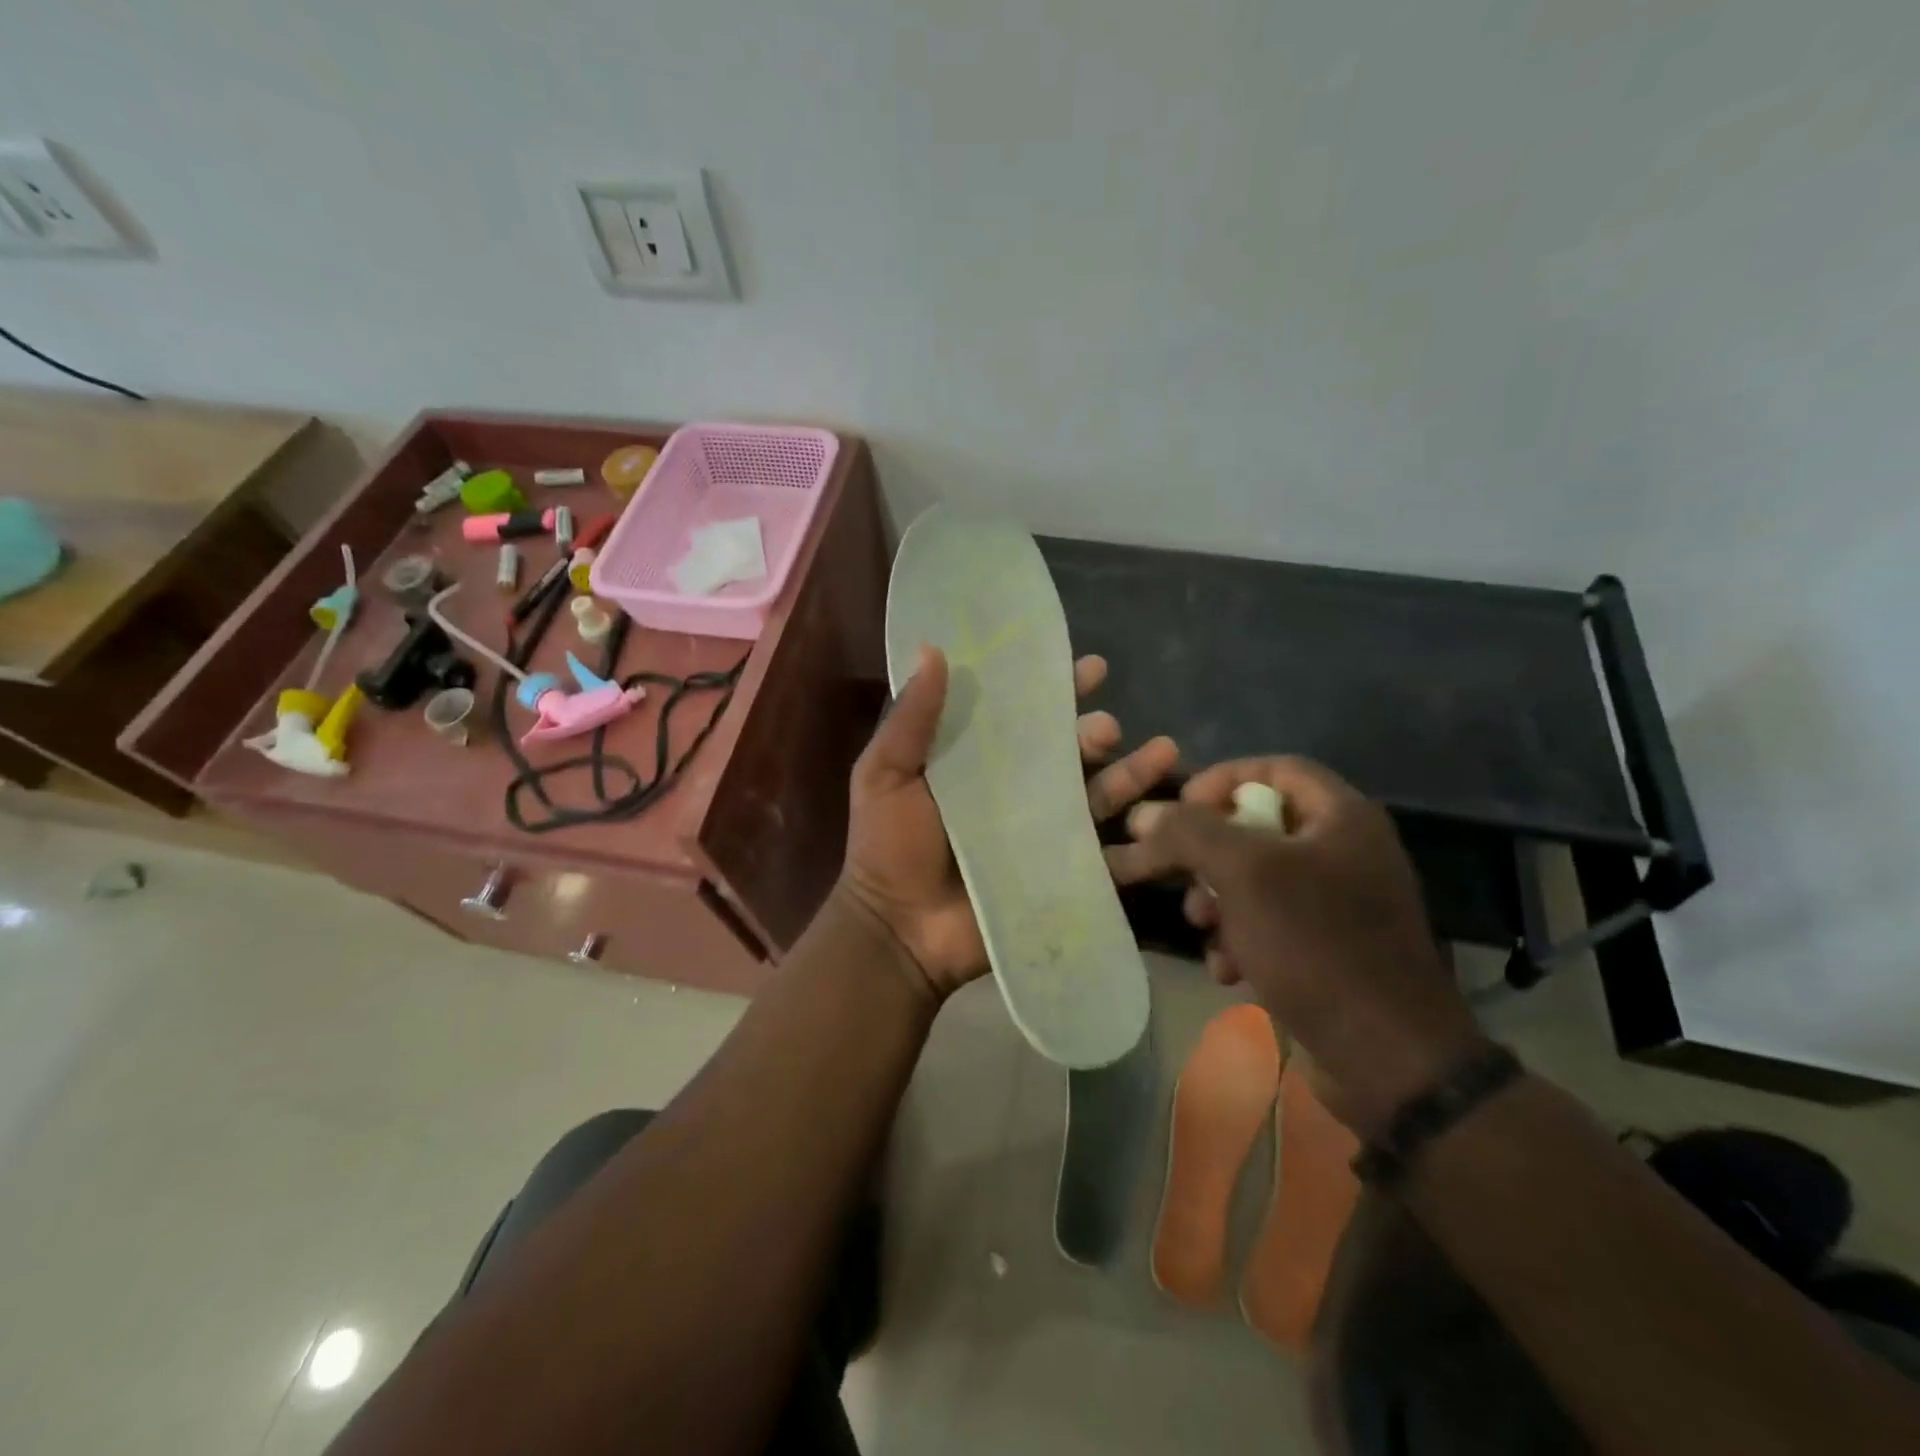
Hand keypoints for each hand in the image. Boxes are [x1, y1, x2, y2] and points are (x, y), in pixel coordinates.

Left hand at [840, 645, 1180, 1000]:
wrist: (899, 932)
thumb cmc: (887, 848)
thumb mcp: (885, 775)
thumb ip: (911, 720)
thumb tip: (933, 651)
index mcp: (980, 762)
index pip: (1025, 714)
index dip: (1056, 688)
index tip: (1089, 668)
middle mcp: (1019, 790)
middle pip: (1069, 751)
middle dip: (1095, 732)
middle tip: (1105, 726)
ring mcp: (1044, 833)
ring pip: (1098, 794)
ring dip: (1131, 772)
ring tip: (1159, 751)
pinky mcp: (1062, 873)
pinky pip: (1108, 853)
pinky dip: (1140, 837)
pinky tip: (1166, 818)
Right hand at [1107, 756, 1480, 1135]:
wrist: (1385, 1059)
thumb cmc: (1316, 945)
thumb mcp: (1244, 875)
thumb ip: (1189, 832)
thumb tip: (1144, 813)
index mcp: (1342, 817)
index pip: (1274, 768)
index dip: (1221, 779)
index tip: (1177, 809)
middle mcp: (1344, 851)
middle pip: (1257, 826)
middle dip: (1208, 853)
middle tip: (1178, 875)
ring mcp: (1338, 903)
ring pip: (1255, 879)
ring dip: (1216, 900)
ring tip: (1202, 928)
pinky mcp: (1327, 948)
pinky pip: (1269, 923)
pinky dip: (1240, 938)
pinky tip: (1227, 968)